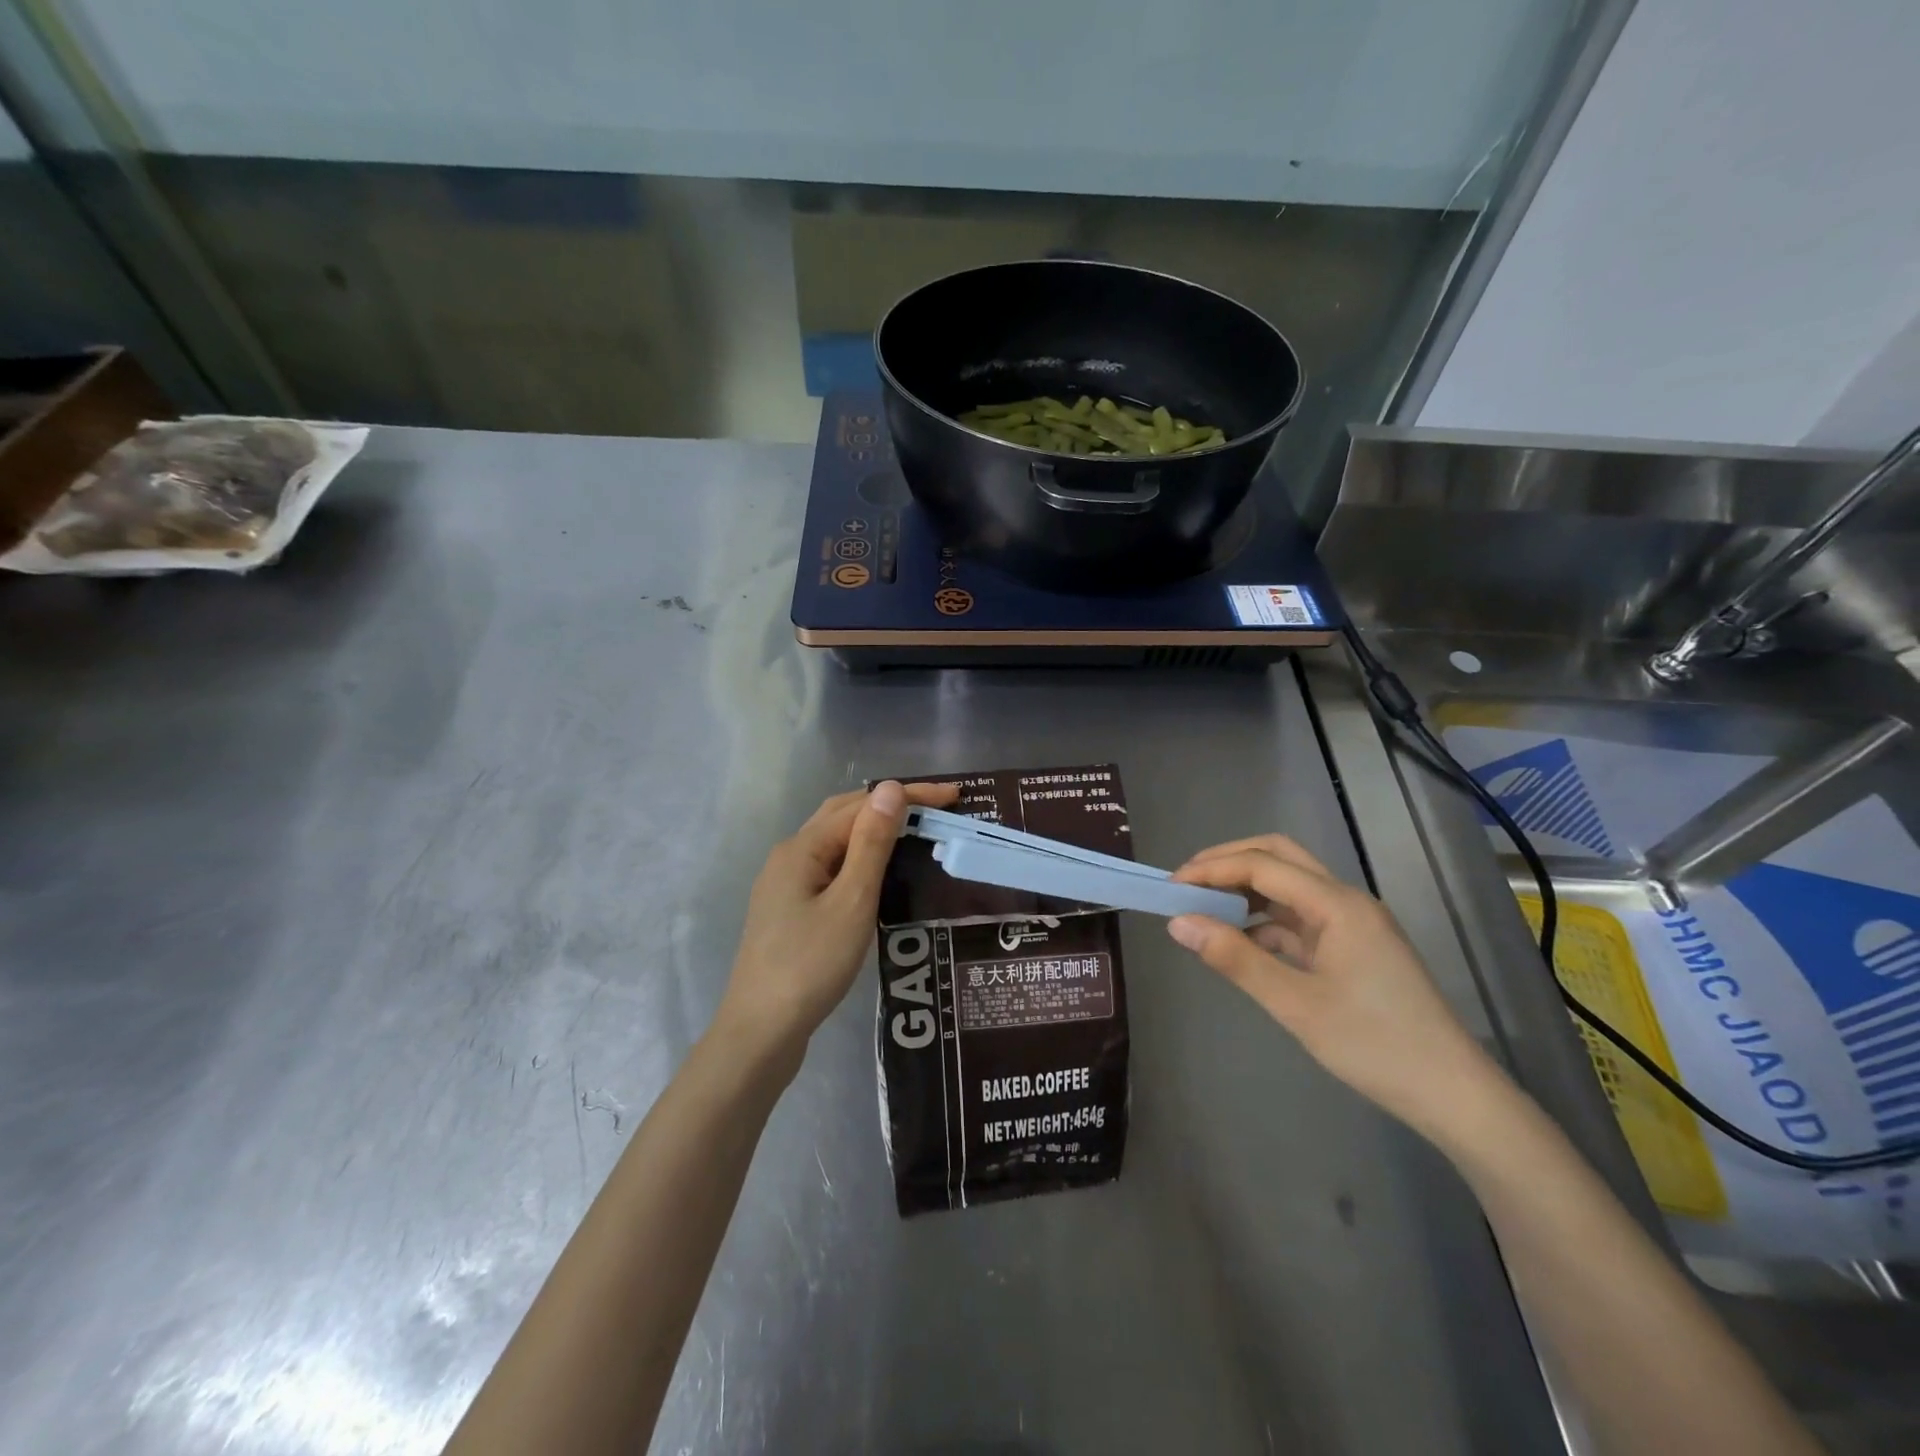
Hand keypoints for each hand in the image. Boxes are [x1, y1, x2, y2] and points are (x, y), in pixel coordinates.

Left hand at [714, 780, 958, 1067]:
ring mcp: (786, 884)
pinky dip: (862, 859)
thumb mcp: (852, 901)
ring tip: (917, 833)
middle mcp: (790, 856)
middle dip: (891, 806)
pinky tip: (881, 875)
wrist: (761, 1032)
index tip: (954, 797)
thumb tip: (889, 788)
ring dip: (876, 831)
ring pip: (837, 842)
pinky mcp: (791, 910)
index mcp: (802, 848)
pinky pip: (832, 868)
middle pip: (844, 815)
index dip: (909, 796)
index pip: (862, 805)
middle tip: (939, 810)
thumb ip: (872, 844)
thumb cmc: (811, 965)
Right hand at [1168, 835, 1501, 1136]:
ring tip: (1204, 910)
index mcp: (1337, 904)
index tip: (1171, 886)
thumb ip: (1235, 958)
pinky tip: (1241, 942)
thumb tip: (1178, 923)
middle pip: (1279, 856)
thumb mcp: (1295, 1004)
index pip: (1262, 864)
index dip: (1212, 869)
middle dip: (1229, 862)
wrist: (1453, 1095)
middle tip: (1187, 884)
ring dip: (1246, 889)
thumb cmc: (1375, 1046)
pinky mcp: (1353, 947)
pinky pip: (1299, 917)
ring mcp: (1352, 923)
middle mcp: (1346, 901)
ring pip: (1289, 885)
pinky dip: (1264, 920)